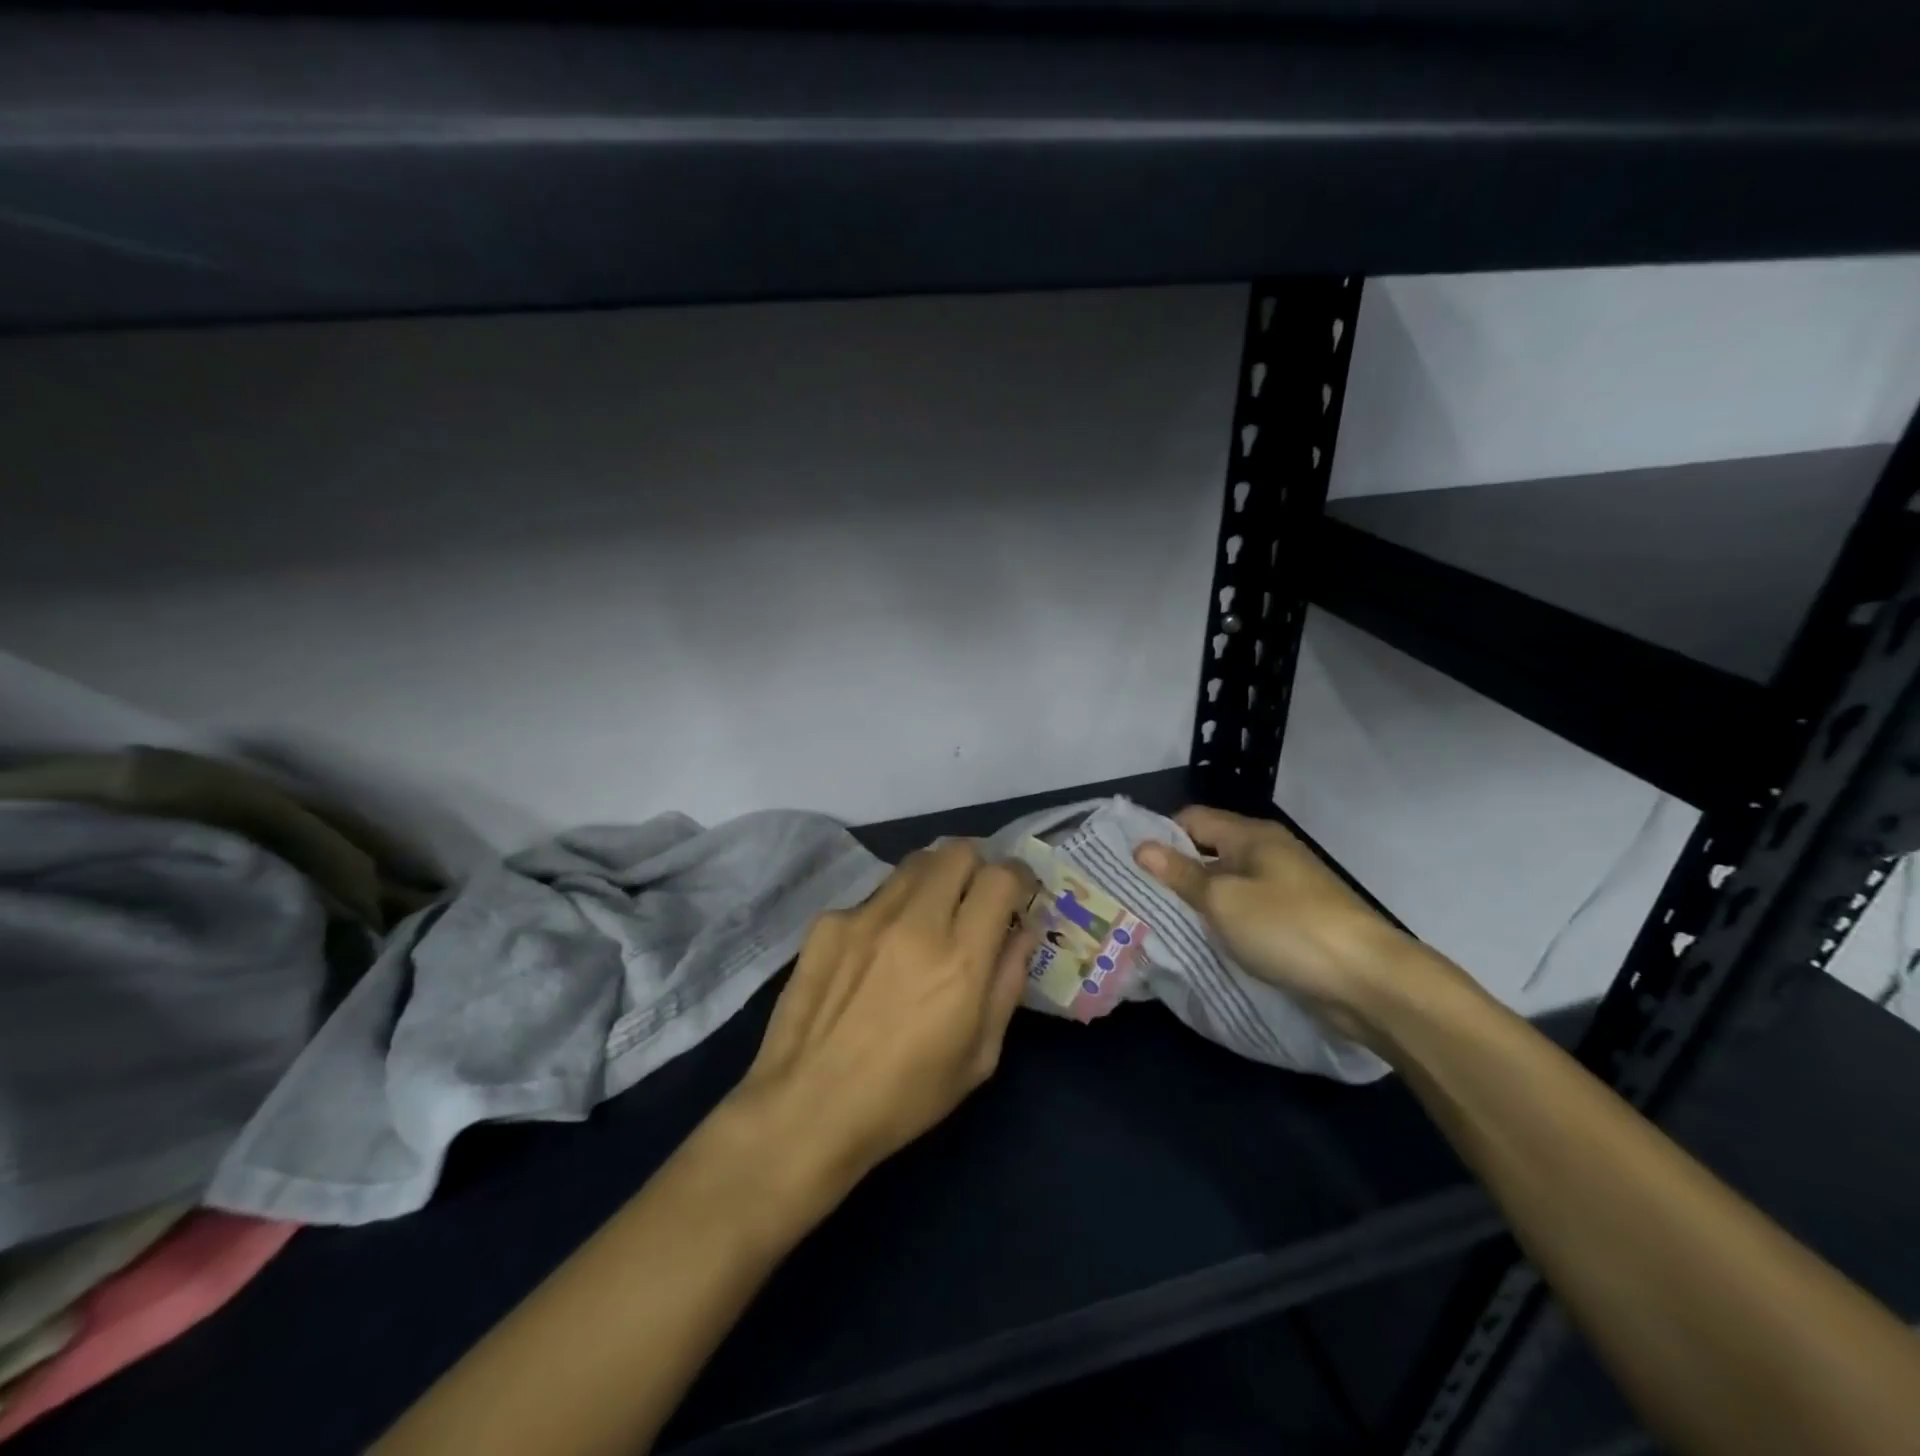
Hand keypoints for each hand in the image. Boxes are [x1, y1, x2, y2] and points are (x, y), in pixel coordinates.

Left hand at [727, 841, 1037, 1194]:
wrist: (806, 1108)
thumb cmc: (905, 1097)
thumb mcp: (980, 1056)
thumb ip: (1007, 983)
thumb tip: (1022, 931)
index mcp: (960, 959)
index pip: (1000, 878)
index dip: (1017, 876)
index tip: (1018, 892)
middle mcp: (915, 922)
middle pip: (957, 851)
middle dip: (976, 867)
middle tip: (974, 898)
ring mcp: (866, 916)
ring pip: (914, 863)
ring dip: (934, 879)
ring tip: (929, 916)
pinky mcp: (828, 922)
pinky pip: (873, 897)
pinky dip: (890, 910)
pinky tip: (876, 952)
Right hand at [1133, 804, 1428, 1045]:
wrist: (1368, 981)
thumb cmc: (1287, 928)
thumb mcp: (1223, 900)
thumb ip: (1181, 874)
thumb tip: (1141, 847)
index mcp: (1251, 836)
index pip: (1192, 819)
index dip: (1160, 837)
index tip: (1130, 866)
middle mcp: (1268, 853)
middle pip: (1209, 851)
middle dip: (1176, 872)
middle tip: (1138, 898)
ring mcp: (1286, 888)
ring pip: (1228, 884)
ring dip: (1200, 901)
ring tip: (1162, 922)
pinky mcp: (1297, 921)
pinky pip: (1248, 911)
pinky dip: (1226, 922)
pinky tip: (1206, 943)